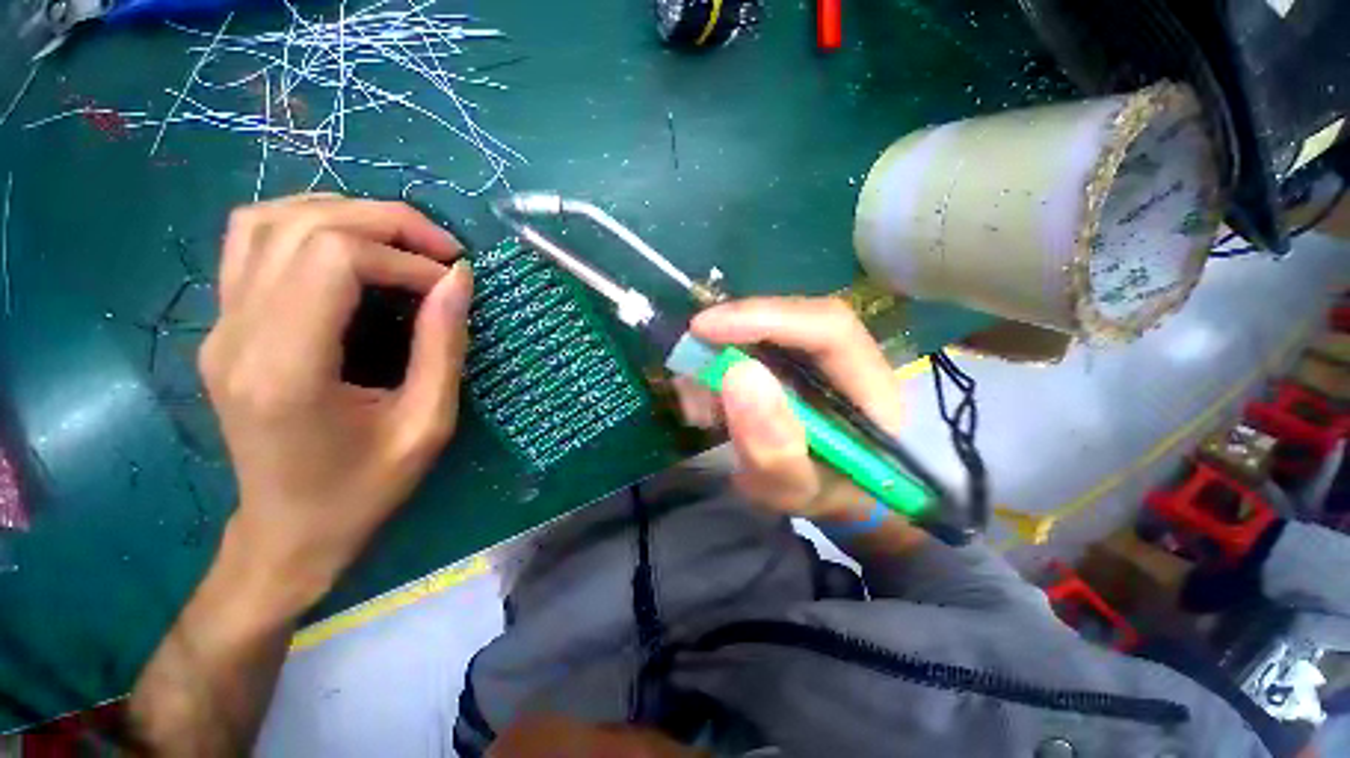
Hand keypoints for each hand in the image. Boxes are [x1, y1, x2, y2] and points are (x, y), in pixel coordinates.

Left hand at [200, 194, 470, 607]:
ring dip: (345, 215)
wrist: (287, 533)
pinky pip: (253, 243)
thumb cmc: (363, 490)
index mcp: (286, 368)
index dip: (404, 257)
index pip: (333, 258)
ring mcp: (220, 326)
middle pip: (302, 225)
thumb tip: (459, 280)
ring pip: (267, 220)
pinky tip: (352, 250)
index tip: (451, 284)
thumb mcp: (427, 425)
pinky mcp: (224, 327)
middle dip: (385, 222)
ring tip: (401, 243)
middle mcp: (237, 334)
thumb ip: (443, 348)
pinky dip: (309, 227)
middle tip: (442, 250)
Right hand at [685, 297, 904, 522]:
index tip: (706, 328)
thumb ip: (775, 449)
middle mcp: (847, 360)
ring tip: (702, 401)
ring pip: (767, 329)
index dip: (766, 318)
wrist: (827, 497)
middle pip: (794, 317)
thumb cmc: (822, 496)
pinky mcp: (792, 360)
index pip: (828, 328)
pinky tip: (708, 403)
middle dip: (736, 330)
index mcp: (871, 388)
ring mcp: (817, 356)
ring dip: (722, 353)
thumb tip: (738, 374)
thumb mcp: (796, 490)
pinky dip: (719, 367)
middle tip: (691, 355)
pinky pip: (751, 345)